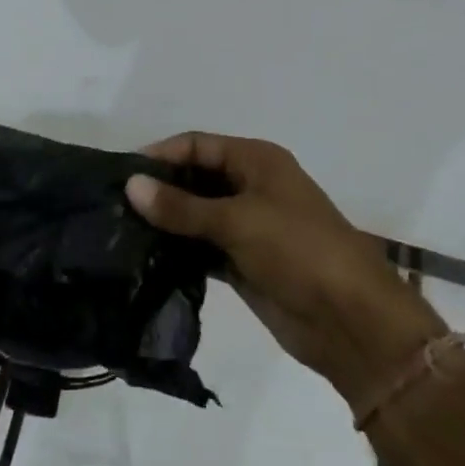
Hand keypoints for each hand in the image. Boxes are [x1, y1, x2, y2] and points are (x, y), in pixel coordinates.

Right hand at [126, 133, 444, 407]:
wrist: (350, 320)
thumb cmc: (297, 250)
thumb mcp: (238, 220)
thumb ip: (181, 206)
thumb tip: (130, 186)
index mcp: (256, 160)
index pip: (197, 145)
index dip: (160, 155)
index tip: (119, 174)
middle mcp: (250, 186)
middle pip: (195, 178)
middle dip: (159, 189)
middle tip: (113, 206)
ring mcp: (248, 226)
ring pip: (196, 215)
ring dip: (166, 222)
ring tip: (119, 232)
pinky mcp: (243, 262)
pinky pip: (202, 247)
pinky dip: (178, 250)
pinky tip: (145, 258)